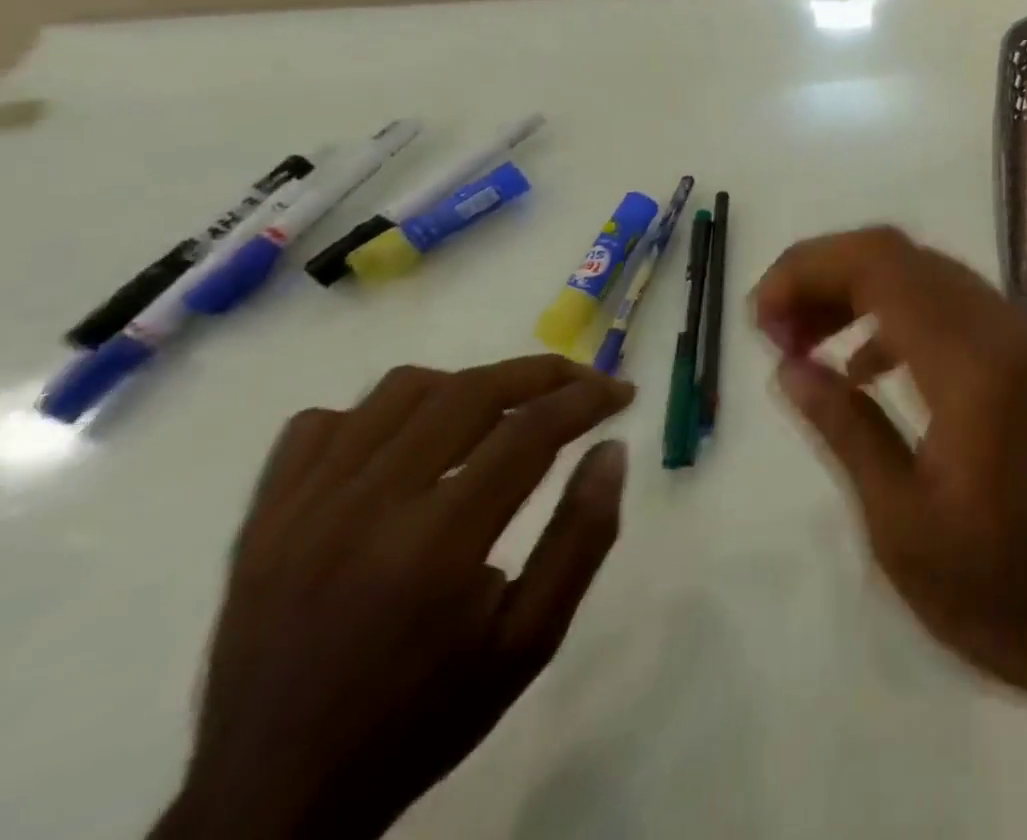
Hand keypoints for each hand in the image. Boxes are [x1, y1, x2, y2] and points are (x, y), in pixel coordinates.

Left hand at [154, 356, 633, 839]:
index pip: (529, 430)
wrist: (272, 803)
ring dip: (469, 385)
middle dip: (543, 373)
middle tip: (585, 383)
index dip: (588, 397)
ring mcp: (300, 510)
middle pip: (469, 392)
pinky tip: (412, 441)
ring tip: (505, 409)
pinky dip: (380, 414)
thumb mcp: (531, 641)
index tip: (624, 393)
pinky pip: (320, 425)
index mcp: (435, 545)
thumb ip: (582, 537)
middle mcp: (363, 509)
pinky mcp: (260, 522)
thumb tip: (612, 449)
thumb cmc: (423, 717)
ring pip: (400, 391)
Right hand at [754, 227, 1026, 795]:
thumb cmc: (1018, 600)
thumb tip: (790, 366)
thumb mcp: (906, 531)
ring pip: (938, 279)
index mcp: (974, 361)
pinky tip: (880, 369)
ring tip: (813, 344)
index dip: (809, 269)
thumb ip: (846, 430)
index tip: (760, 317)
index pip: (879, 262)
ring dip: (870, 295)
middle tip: (778, 331)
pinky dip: (913, 320)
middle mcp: (1010, 327)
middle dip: (831, 276)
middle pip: (906, 257)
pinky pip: (969, 312)